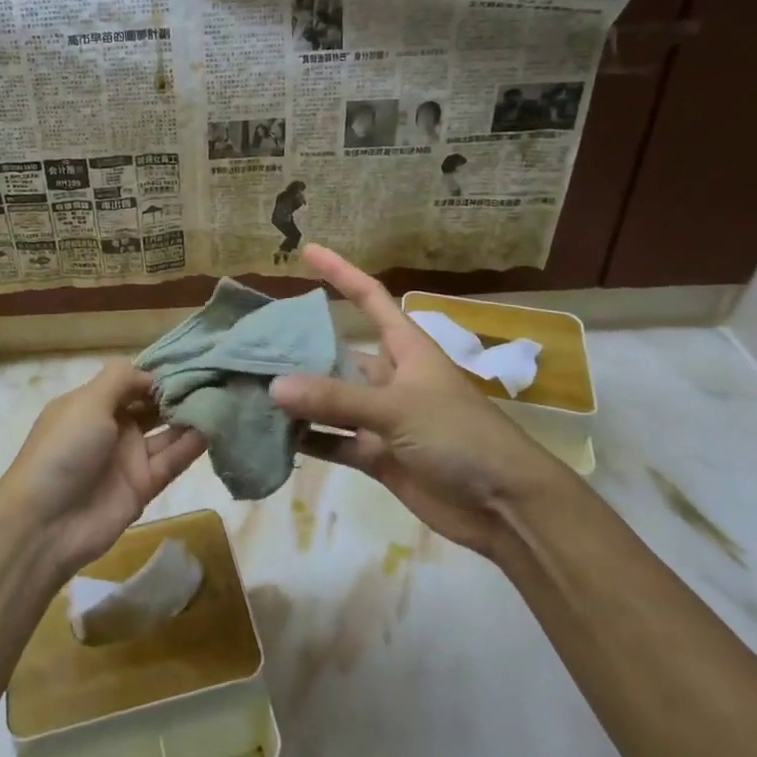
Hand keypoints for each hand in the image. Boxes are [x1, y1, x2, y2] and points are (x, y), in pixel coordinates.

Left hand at [0, 362, 207, 579]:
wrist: (46, 523)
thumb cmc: (64, 450)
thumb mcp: (87, 402)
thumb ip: (121, 379)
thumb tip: (152, 374)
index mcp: (91, 403)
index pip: (130, 380)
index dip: (157, 371)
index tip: (191, 358)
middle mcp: (112, 427)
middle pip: (151, 404)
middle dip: (178, 391)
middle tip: (216, 374)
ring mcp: (128, 457)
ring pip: (166, 431)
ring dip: (190, 416)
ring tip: (222, 396)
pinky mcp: (144, 486)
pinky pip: (172, 460)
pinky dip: (192, 444)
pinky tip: (215, 426)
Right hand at [270, 245, 558, 557]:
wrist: (504, 505)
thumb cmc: (459, 436)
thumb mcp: (397, 408)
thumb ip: (336, 398)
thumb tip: (274, 386)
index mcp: (405, 348)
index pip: (368, 297)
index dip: (340, 272)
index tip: (307, 251)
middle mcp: (391, 376)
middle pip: (339, 352)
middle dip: (301, 347)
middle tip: (253, 342)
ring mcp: (383, 418)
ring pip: (332, 400)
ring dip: (299, 398)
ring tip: (252, 387)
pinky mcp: (378, 455)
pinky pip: (335, 440)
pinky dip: (309, 439)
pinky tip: (274, 435)